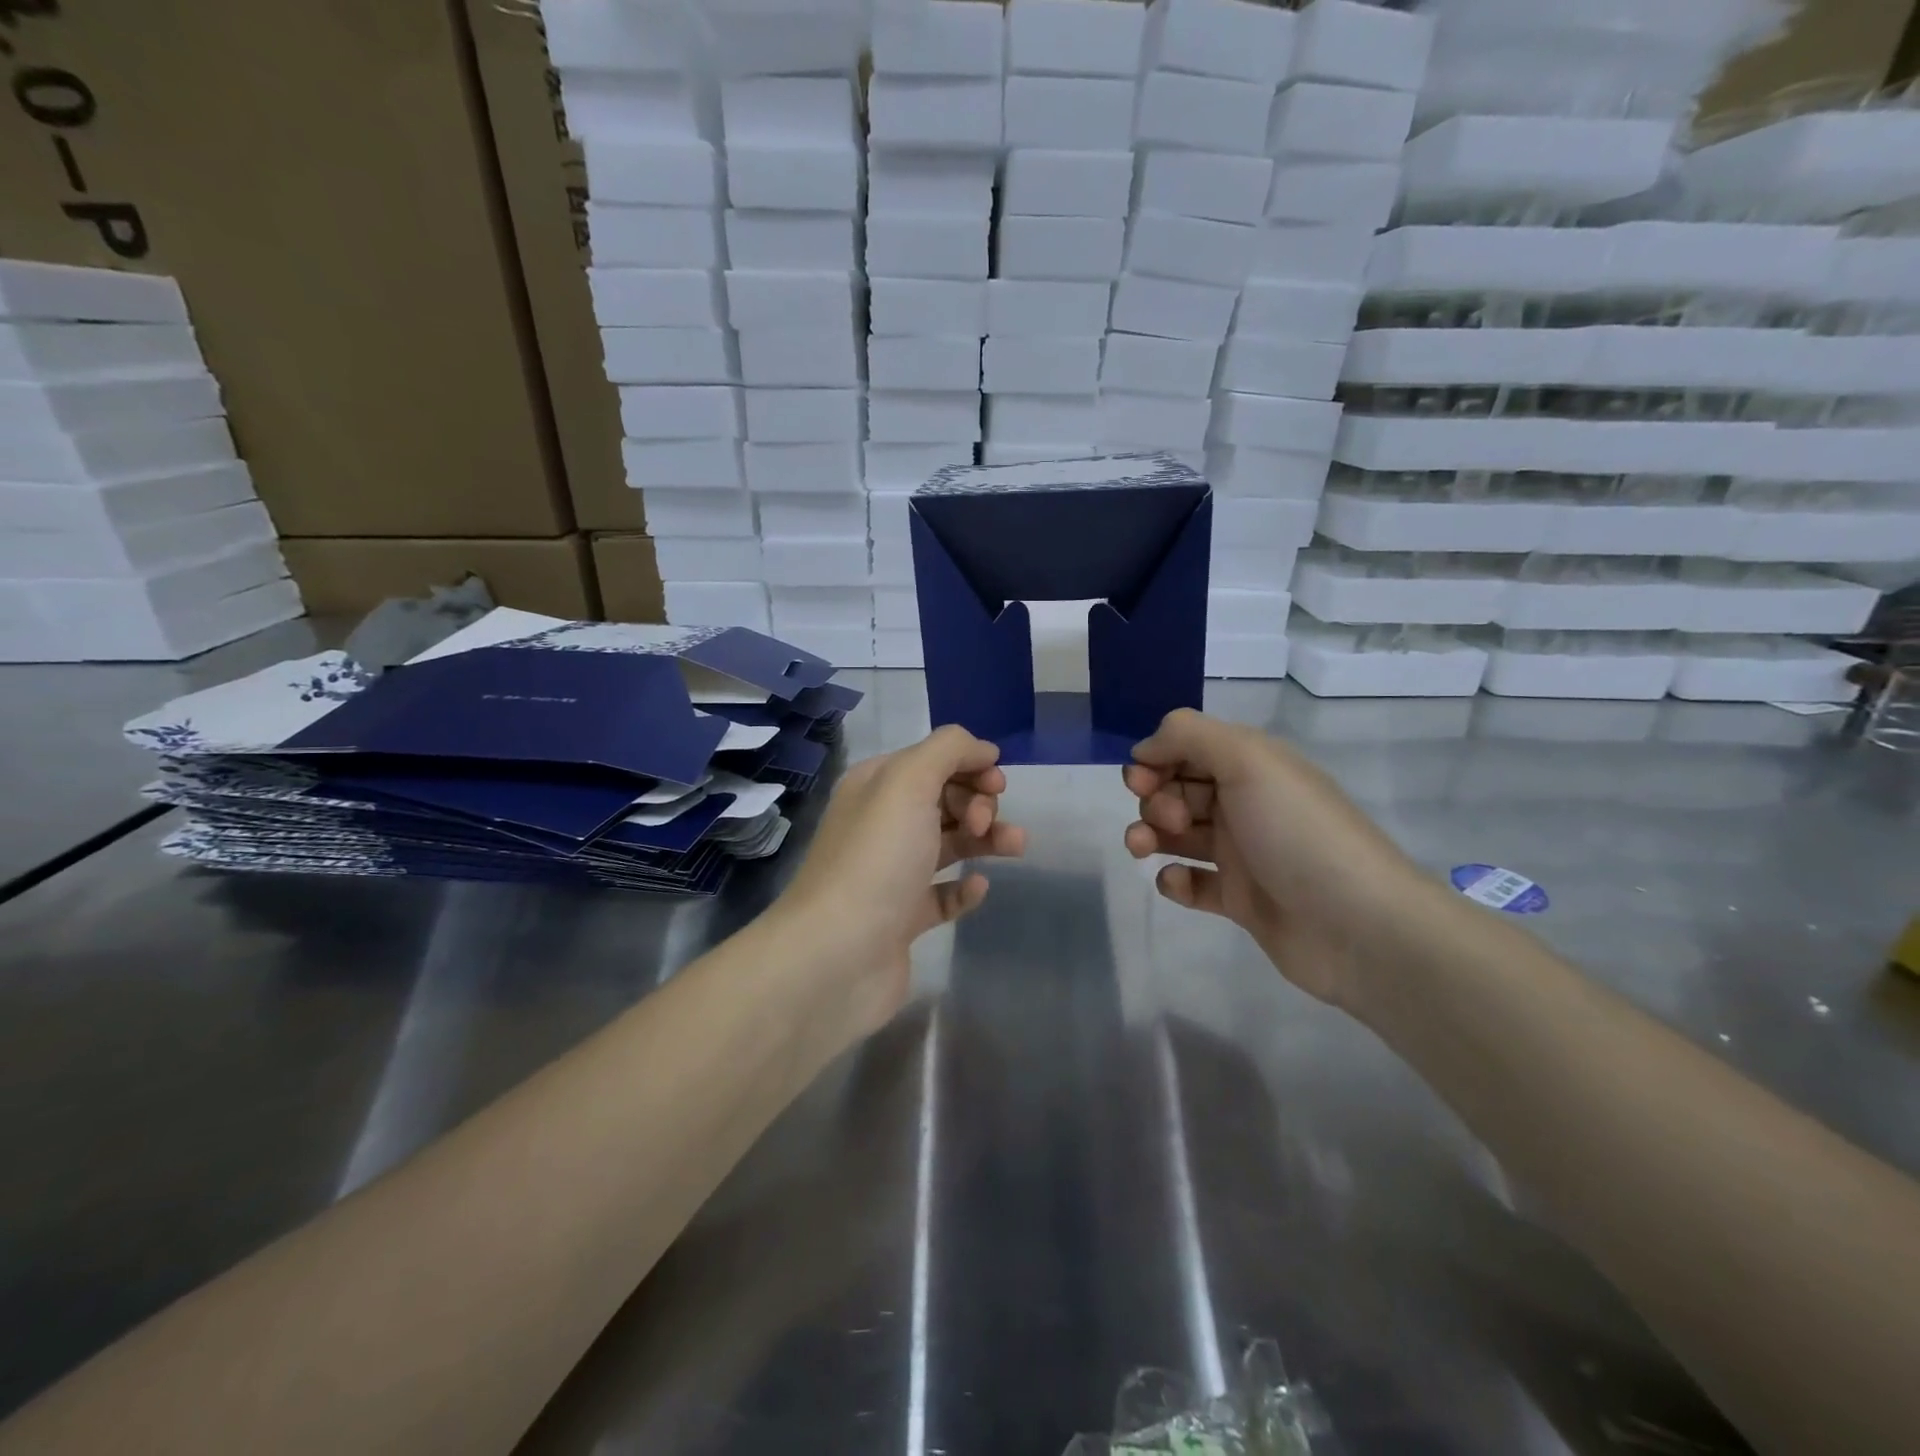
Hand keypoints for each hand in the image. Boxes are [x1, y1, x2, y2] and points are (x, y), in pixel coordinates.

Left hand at [773, 726, 1025, 1033]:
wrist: (837, 955)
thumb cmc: (877, 858)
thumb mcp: (909, 782)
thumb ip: (948, 750)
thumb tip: (982, 750)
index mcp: (876, 786)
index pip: (931, 760)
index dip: (968, 764)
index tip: (997, 782)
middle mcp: (881, 824)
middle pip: (943, 800)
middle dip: (977, 802)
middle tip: (983, 822)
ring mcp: (891, 874)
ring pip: (948, 844)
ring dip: (984, 838)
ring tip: (1015, 846)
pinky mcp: (902, 919)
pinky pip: (942, 894)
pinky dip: (964, 888)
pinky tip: (979, 887)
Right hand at [1122, 708, 1428, 1008]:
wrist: (1358, 927)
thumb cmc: (1297, 832)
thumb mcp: (1248, 759)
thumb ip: (1188, 735)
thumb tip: (1143, 749)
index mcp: (1252, 766)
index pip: (1189, 749)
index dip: (1158, 759)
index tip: (1141, 779)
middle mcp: (1246, 804)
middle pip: (1178, 790)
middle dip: (1154, 799)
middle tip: (1168, 819)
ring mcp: (1243, 854)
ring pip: (1178, 835)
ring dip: (1150, 835)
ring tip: (1143, 848)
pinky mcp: (1240, 900)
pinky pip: (1193, 883)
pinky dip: (1175, 880)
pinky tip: (1178, 883)